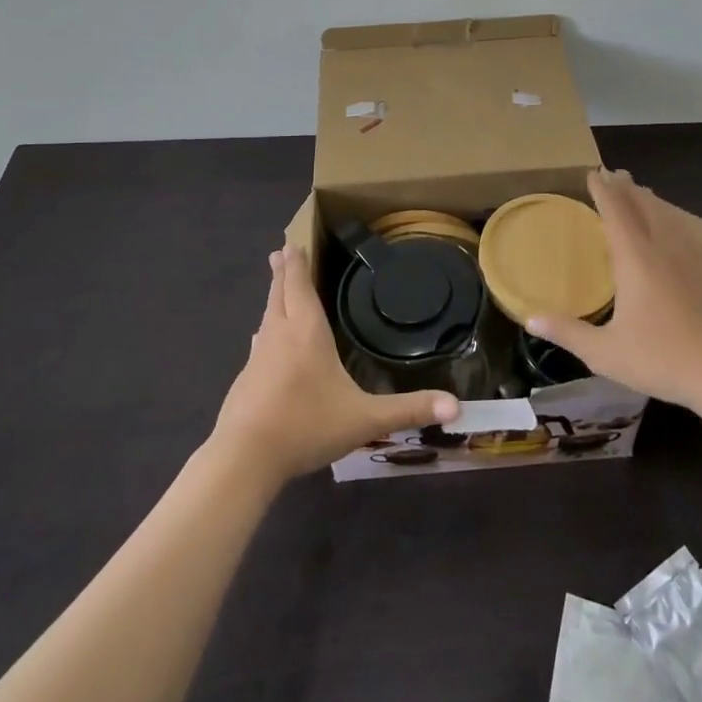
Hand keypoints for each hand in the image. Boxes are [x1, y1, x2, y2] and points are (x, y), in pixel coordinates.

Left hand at [211, 246, 460, 482]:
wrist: (245, 458)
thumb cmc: (307, 425)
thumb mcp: (366, 419)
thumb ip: (409, 409)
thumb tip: (456, 405)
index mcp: (307, 333)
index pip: (300, 287)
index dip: (297, 264)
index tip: (291, 243)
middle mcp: (280, 336)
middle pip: (279, 295)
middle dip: (283, 273)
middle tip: (280, 252)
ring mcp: (258, 358)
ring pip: (266, 318)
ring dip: (272, 299)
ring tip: (276, 290)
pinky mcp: (245, 381)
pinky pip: (259, 345)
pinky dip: (266, 332)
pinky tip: (263, 342)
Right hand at [529, 168, 701, 420]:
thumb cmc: (661, 360)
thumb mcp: (605, 352)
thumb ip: (567, 332)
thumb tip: (529, 319)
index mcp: (637, 261)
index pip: (617, 214)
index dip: (603, 192)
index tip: (592, 173)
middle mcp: (664, 251)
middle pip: (645, 208)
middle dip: (628, 189)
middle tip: (615, 173)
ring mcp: (690, 263)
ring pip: (669, 219)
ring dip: (652, 201)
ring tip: (643, 193)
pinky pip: (687, 234)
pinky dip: (675, 221)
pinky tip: (678, 230)